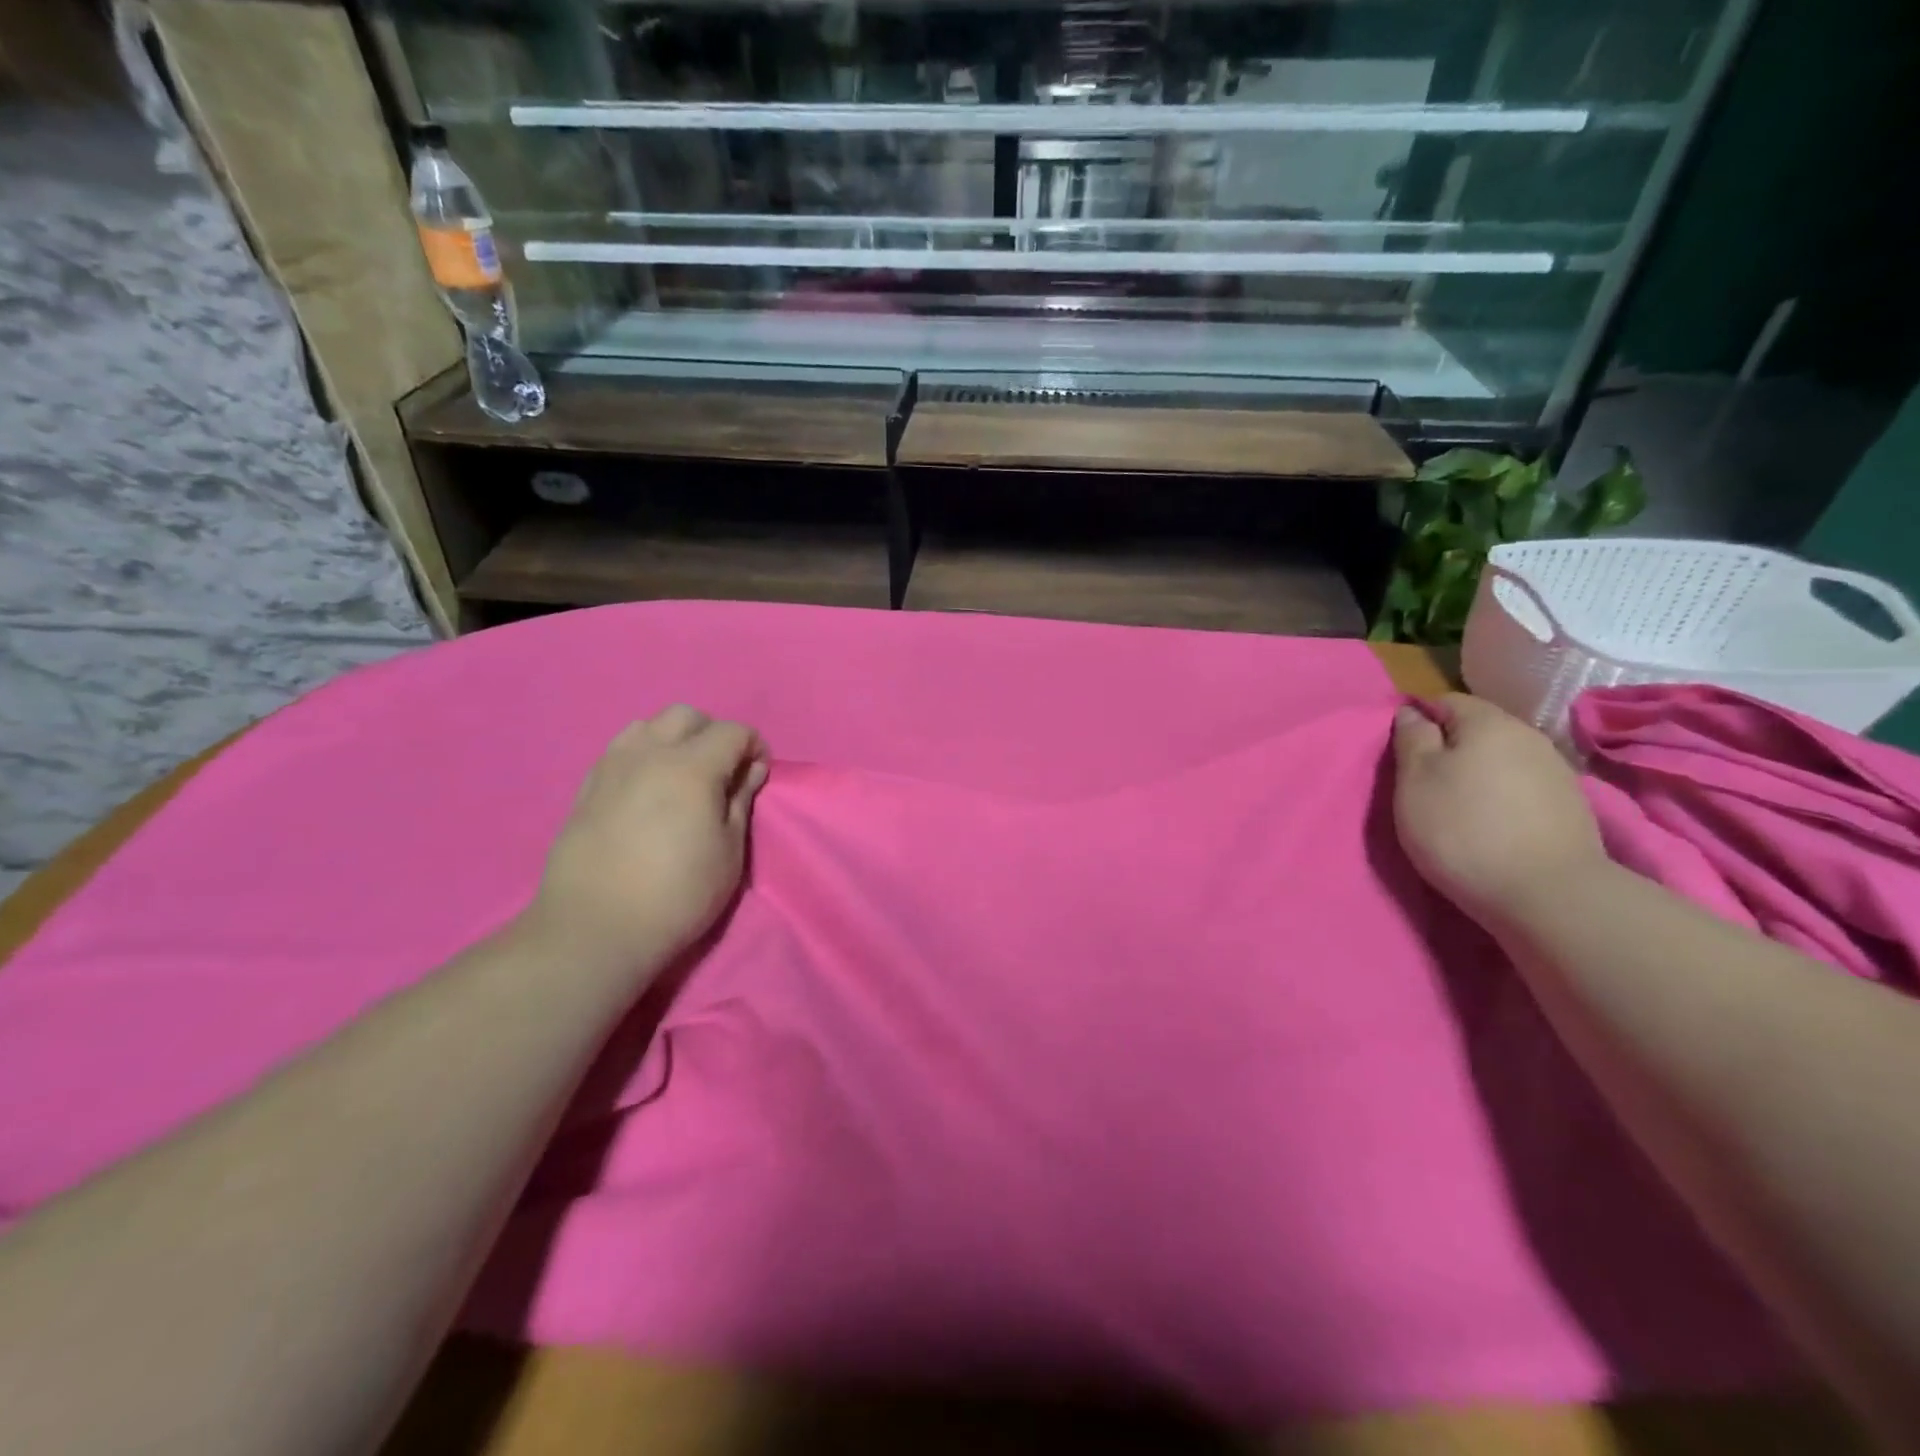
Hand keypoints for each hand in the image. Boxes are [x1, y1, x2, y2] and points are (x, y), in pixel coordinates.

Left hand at [528, 706, 769, 971]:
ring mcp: (611, 767)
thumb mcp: (728, 851)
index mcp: (691, 767)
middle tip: (722, 773)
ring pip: (648, 725)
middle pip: (686, 715)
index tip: (758, 777)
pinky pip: (620, 750)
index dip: (754, 748)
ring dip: (673, 740)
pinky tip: (646, 792)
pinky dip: (642, 756)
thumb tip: (750, 769)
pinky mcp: (586, 788)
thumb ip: (741, 800)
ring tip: (681, 778)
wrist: (595, 929)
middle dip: (712, 734)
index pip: (733, 731)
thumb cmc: (678, 894)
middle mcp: (648, 754)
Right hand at [1391, 694, 1606, 923]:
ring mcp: (1557, 772)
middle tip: (1424, 784)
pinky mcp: (1571, 808)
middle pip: (1479, 729)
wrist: (1547, 894)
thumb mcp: (1415, 780)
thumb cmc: (1463, 829)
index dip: (1419, 720)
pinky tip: (1492, 825)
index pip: (1446, 701)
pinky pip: (1523, 788)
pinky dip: (1502, 798)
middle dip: (1450, 748)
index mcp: (1488, 722)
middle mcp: (1528, 736)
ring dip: (1478, 774)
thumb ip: (1412, 739)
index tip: (1402, 754)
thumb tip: (1412, 712)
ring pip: (1503, 759)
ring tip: (1458, 807)